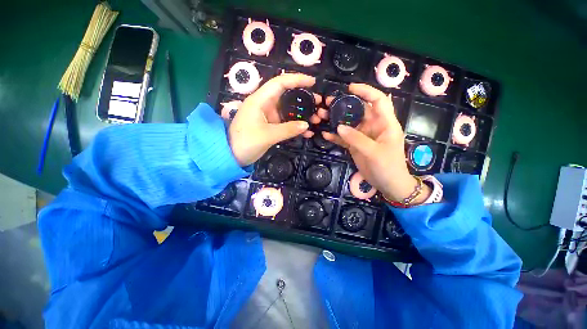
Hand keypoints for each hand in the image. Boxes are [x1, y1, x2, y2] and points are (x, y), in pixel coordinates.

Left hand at [229, 73, 324, 165]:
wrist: (231, 156)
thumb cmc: (245, 142)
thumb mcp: (267, 135)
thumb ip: (288, 129)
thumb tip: (306, 125)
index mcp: (260, 100)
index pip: (280, 83)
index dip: (297, 79)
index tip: (312, 82)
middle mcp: (264, 105)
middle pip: (286, 96)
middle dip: (303, 99)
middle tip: (318, 104)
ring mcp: (267, 116)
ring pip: (288, 111)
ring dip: (302, 114)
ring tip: (316, 119)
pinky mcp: (269, 126)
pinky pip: (285, 123)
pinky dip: (295, 126)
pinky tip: (306, 132)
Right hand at [323, 84, 430, 202]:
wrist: (388, 184)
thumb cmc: (388, 166)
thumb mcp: (374, 152)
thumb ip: (356, 139)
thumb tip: (339, 127)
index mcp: (385, 123)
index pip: (378, 100)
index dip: (365, 91)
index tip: (349, 88)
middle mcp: (373, 126)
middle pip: (358, 110)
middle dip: (344, 105)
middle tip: (327, 103)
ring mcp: (363, 136)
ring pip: (348, 124)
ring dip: (336, 120)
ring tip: (321, 116)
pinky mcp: (355, 145)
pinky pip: (344, 138)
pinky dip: (335, 136)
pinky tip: (325, 135)